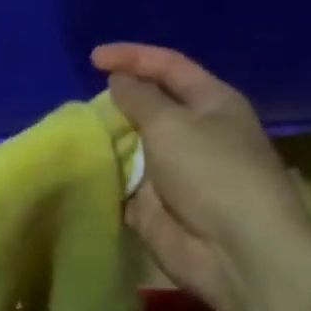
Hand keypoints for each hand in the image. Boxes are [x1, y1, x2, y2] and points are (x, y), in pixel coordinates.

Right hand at [93, 43, 310, 310]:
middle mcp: (194, 132)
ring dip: (106, 138)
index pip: (168, 66)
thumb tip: (119, 80)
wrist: (236, 253)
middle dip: (117, 100)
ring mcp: (174, 170)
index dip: (132, 57)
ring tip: (74, 131)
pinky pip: (122, 181)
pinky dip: (102, 174)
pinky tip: (77, 166)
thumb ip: (139, 98)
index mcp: (211, 103)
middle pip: (149, 105)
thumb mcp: (172, 123)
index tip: (93, 58)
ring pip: (131, 143)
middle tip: (82, 101)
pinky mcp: (155, 204)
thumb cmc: (212, 173)